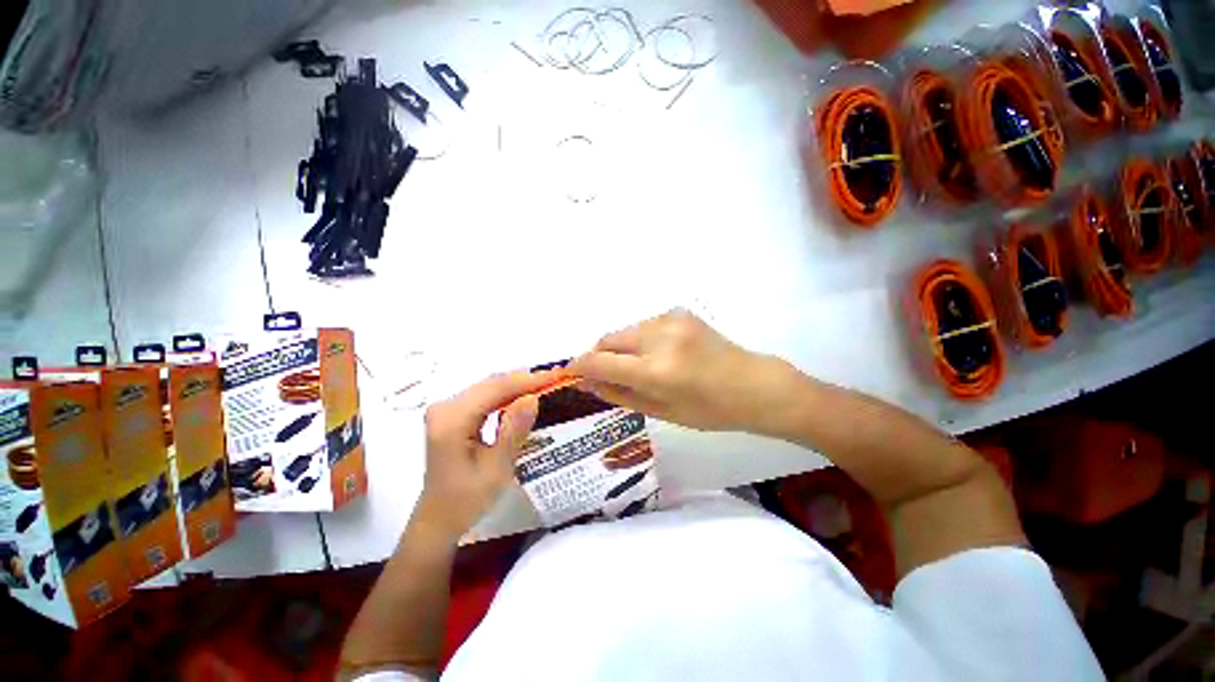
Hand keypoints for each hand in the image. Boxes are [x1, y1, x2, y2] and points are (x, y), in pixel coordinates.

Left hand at [413, 371, 558, 542]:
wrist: (439, 518)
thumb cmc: (467, 499)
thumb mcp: (496, 468)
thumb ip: (514, 431)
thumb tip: (532, 398)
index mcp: (452, 420)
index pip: (495, 389)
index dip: (527, 381)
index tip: (556, 377)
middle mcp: (445, 408)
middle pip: (491, 384)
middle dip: (524, 381)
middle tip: (555, 380)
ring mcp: (447, 409)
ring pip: (489, 387)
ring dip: (517, 386)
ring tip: (545, 385)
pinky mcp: (452, 414)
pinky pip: (484, 397)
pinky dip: (506, 395)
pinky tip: (523, 397)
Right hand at [569, 309, 789, 431]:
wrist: (753, 384)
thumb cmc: (710, 410)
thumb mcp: (661, 411)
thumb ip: (619, 394)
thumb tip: (587, 382)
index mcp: (657, 371)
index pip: (600, 362)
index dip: (579, 367)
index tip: (569, 373)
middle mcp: (659, 338)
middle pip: (608, 340)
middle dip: (599, 357)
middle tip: (605, 375)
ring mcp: (670, 320)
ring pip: (624, 331)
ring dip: (620, 348)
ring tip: (639, 367)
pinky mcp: (678, 312)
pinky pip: (643, 325)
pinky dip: (639, 340)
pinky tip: (658, 354)